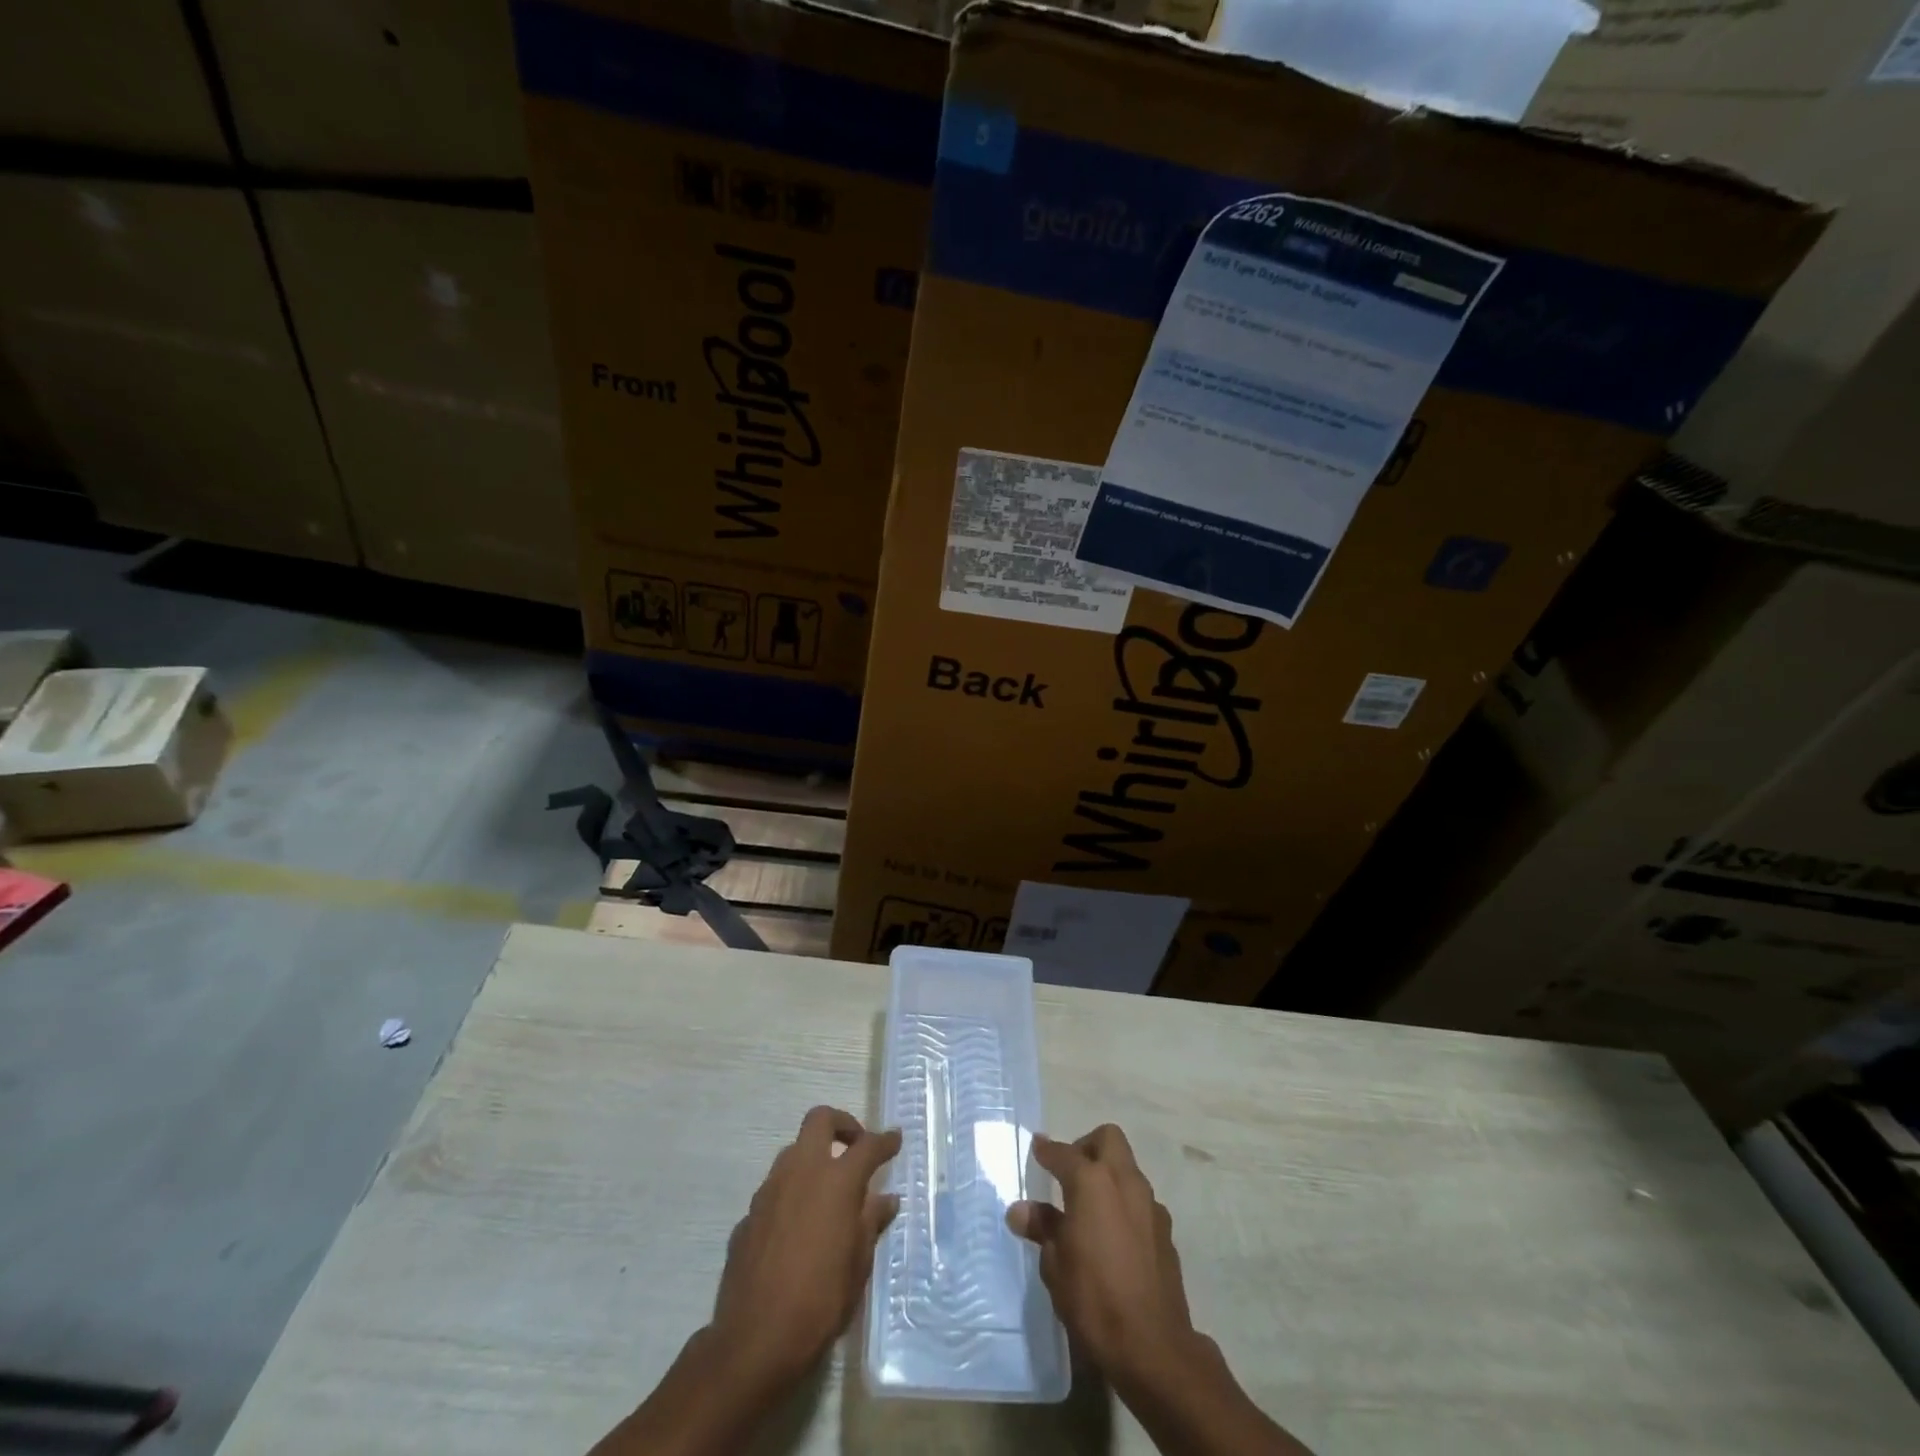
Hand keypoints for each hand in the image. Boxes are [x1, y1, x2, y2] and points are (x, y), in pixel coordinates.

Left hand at [709, 1105, 901, 1386]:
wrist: (754, 1342)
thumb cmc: (819, 1303)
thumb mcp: (858, 1265)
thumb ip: (870, 1223)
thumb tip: (885, 1199)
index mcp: (836, 1181)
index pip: (867, 1146)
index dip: (885, 1141)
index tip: (895, 1138)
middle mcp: (801, 1172)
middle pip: (820, 1120)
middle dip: (842, 1125)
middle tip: (855, 1147)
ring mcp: (769, 1191)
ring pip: (793, 1151)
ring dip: (813, 1159)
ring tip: (827, 1191)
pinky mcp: (747, 1215)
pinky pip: (775, 1189)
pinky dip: (791, 1194)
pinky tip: (797, 1228)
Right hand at [1007, 1124, 1206, 1389]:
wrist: (1153, 1346)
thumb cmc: (1094, 1299)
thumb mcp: (1056, 1264)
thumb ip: (1042, 1228)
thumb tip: (1021, 1211)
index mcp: (1092, 1182)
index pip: (1064, 1153)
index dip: (1047, 1149)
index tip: (1037, 1147)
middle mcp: (1124, 1181)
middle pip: (1108, 1139)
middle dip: (1086, 1146)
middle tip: (1069, 1171)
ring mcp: (1150, 1204)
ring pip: (1127, 1168)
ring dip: (1108, 1175)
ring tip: (1089, 1207)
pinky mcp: (1165, 1231)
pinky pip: (1140, 1200)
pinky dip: (1124, 1204)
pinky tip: (1113, 1235)